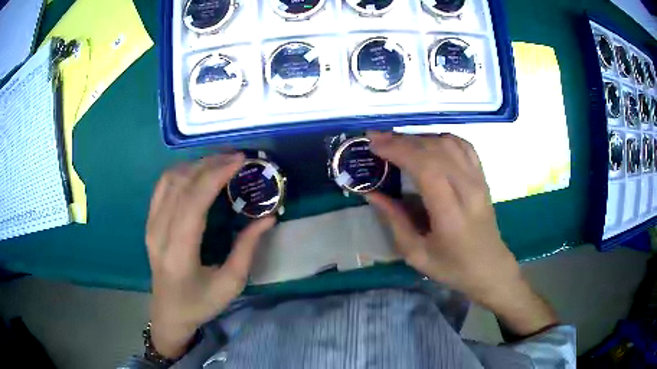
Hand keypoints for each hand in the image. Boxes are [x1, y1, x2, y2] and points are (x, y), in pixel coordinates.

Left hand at [145, 153, 274, 357]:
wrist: (169, 312)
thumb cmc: (200, 303)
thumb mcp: (231, 283)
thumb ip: (247, 248)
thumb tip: (268, 217)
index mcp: (178, 251)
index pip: (193, 201)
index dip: (215, 175)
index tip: (239, 161)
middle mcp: (159, 232)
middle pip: (181, 184)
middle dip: (210, 164)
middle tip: (236, 157)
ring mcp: (151, 225)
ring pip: (169, 180)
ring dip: (196, 165)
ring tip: (220, 162)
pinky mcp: (149, 222)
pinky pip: (162, 186)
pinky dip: (181, 172)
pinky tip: (197, 171)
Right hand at [366, 131, 556, 336]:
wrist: (489, 267)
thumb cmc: (452, 267)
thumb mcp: (416, 254)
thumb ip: (394, 221)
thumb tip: (372, 193)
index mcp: (451, 213)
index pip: (426, 167)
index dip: (398, 150)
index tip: (374, 145)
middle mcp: (468, 189)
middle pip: (435, 150)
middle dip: (402, 140)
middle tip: (377, 139)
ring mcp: (478, 180)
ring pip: (448, 143)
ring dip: (419, 137)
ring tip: (397, 141)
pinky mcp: (482, 177)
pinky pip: (463, 146)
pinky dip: (441, 138)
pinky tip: (427, 143)